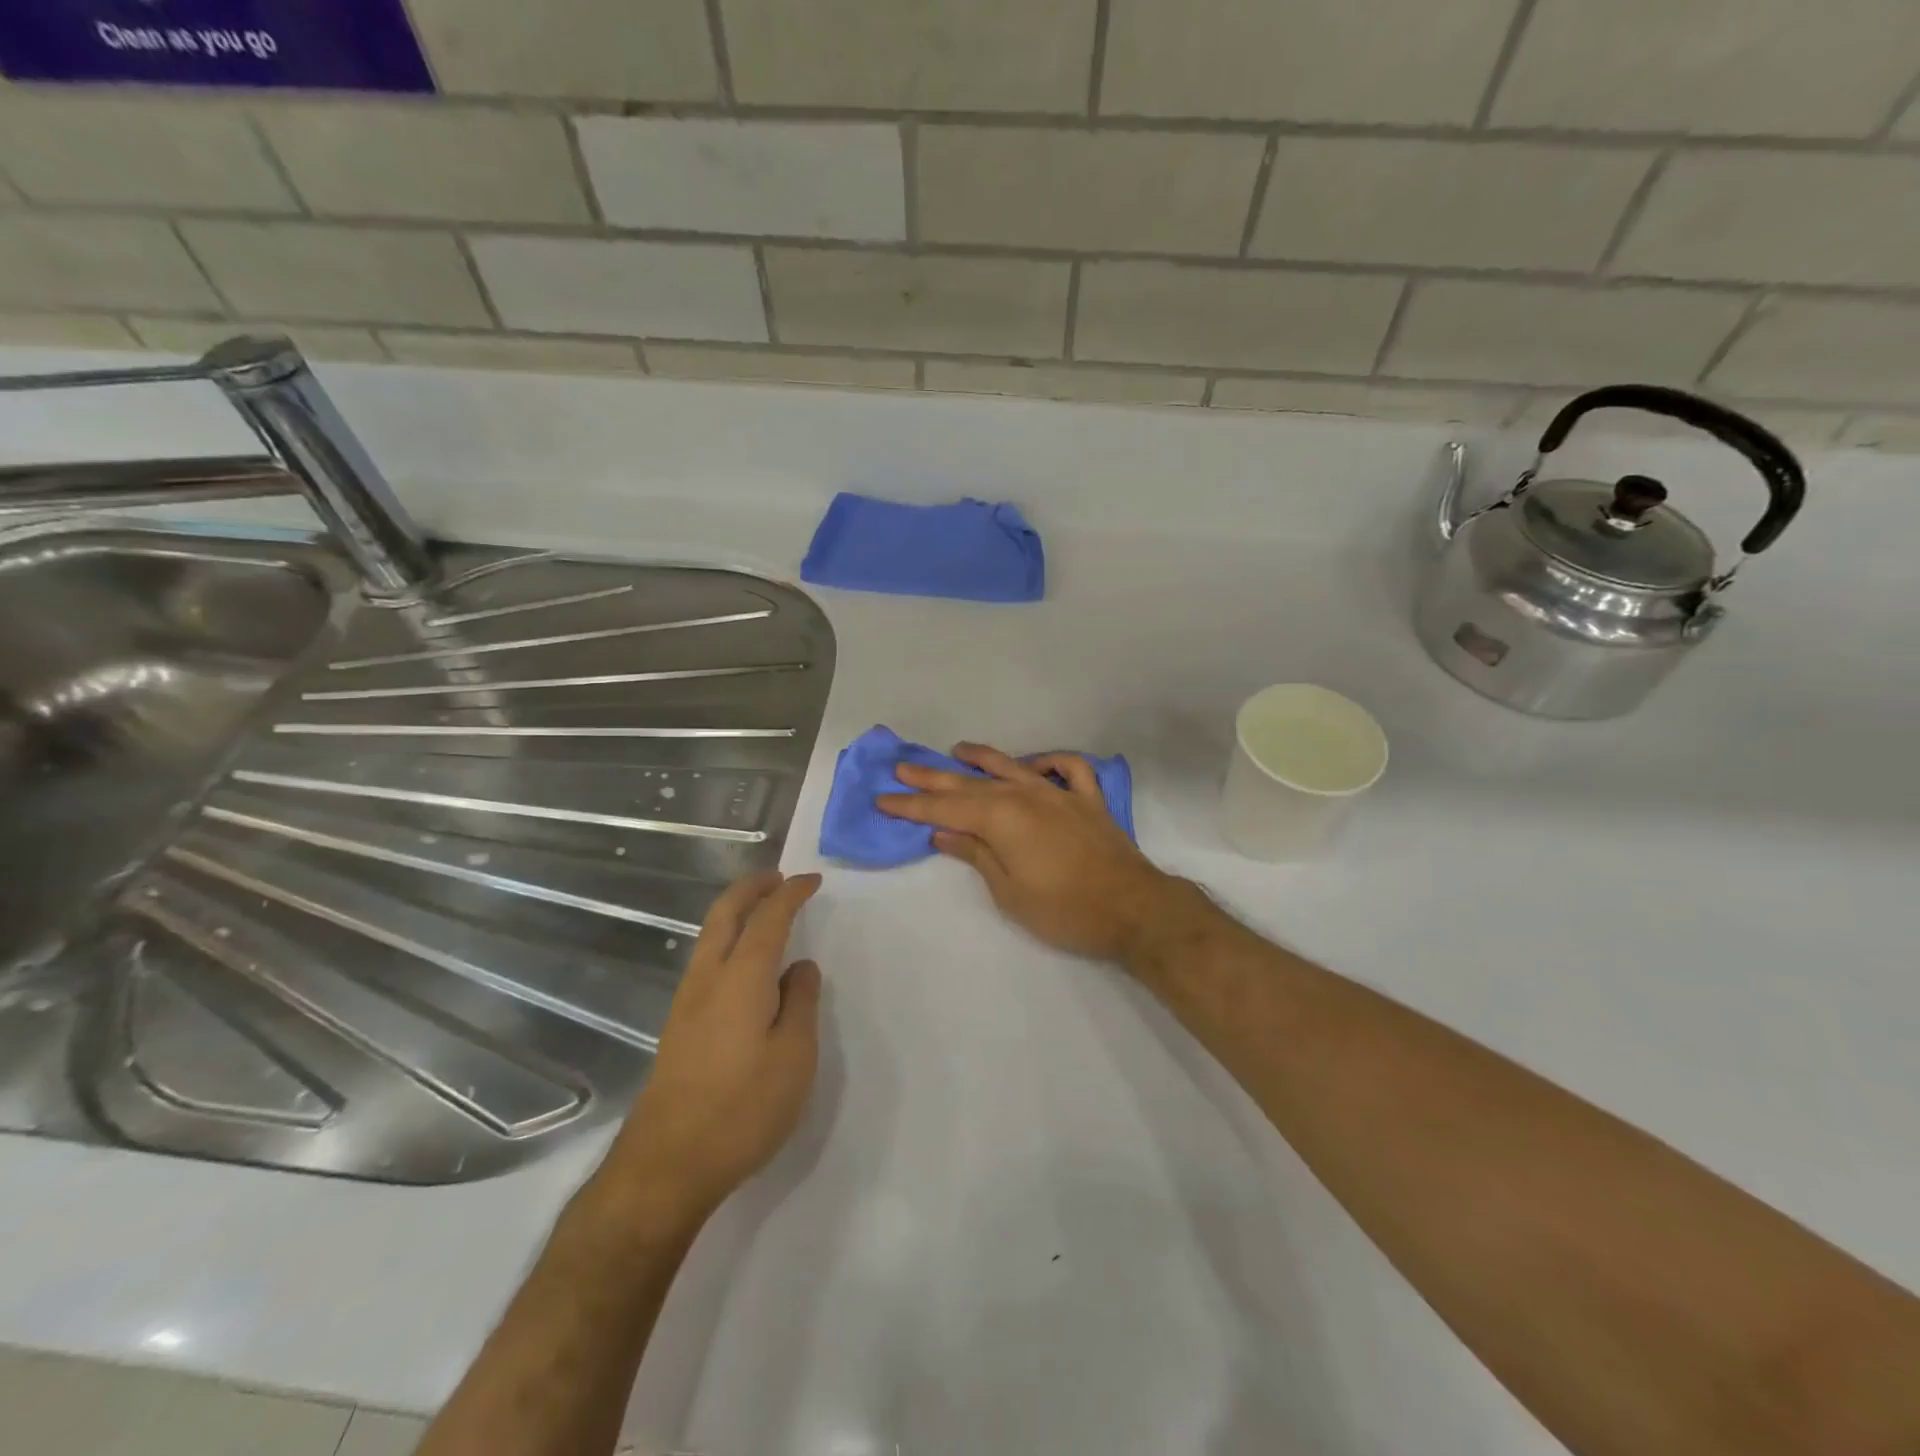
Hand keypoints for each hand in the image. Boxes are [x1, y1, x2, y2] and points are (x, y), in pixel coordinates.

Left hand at [596, 871, 823, 1234]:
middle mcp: (708, 978)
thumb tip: (800, 968)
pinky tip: (745, 963)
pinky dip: (728, 940)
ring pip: (709, 936)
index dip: (791, 893)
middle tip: (778, 878)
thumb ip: (801, 1003)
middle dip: (751, 888)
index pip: (769, 918)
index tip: (812, 880)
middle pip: (724, 913)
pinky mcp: (679, 1026)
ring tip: (764, 911)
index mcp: (742, 977)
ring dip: (736, 912)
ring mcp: (687, 1001)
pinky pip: (706, 960)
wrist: (666, 1165)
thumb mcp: (794, 1056)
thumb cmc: (742, 1108)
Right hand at [876, 742, 1182, 961]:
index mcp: (1001, 818)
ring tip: (957, 750)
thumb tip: (942, 833)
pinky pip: (1067, 769)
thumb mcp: (1009, 891)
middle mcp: (1026, 795)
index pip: (945, 810)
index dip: (912, 805)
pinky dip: (1049, 762)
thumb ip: (975, 855)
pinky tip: (1033, 765)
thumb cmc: (1064, 909)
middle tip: (902, 767)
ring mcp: (1059, 793)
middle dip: (933, 778)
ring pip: (1012, 768)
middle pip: (970, 784)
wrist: (1132, 909)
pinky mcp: (1088, 800)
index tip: (883, 798)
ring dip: (982, 759)